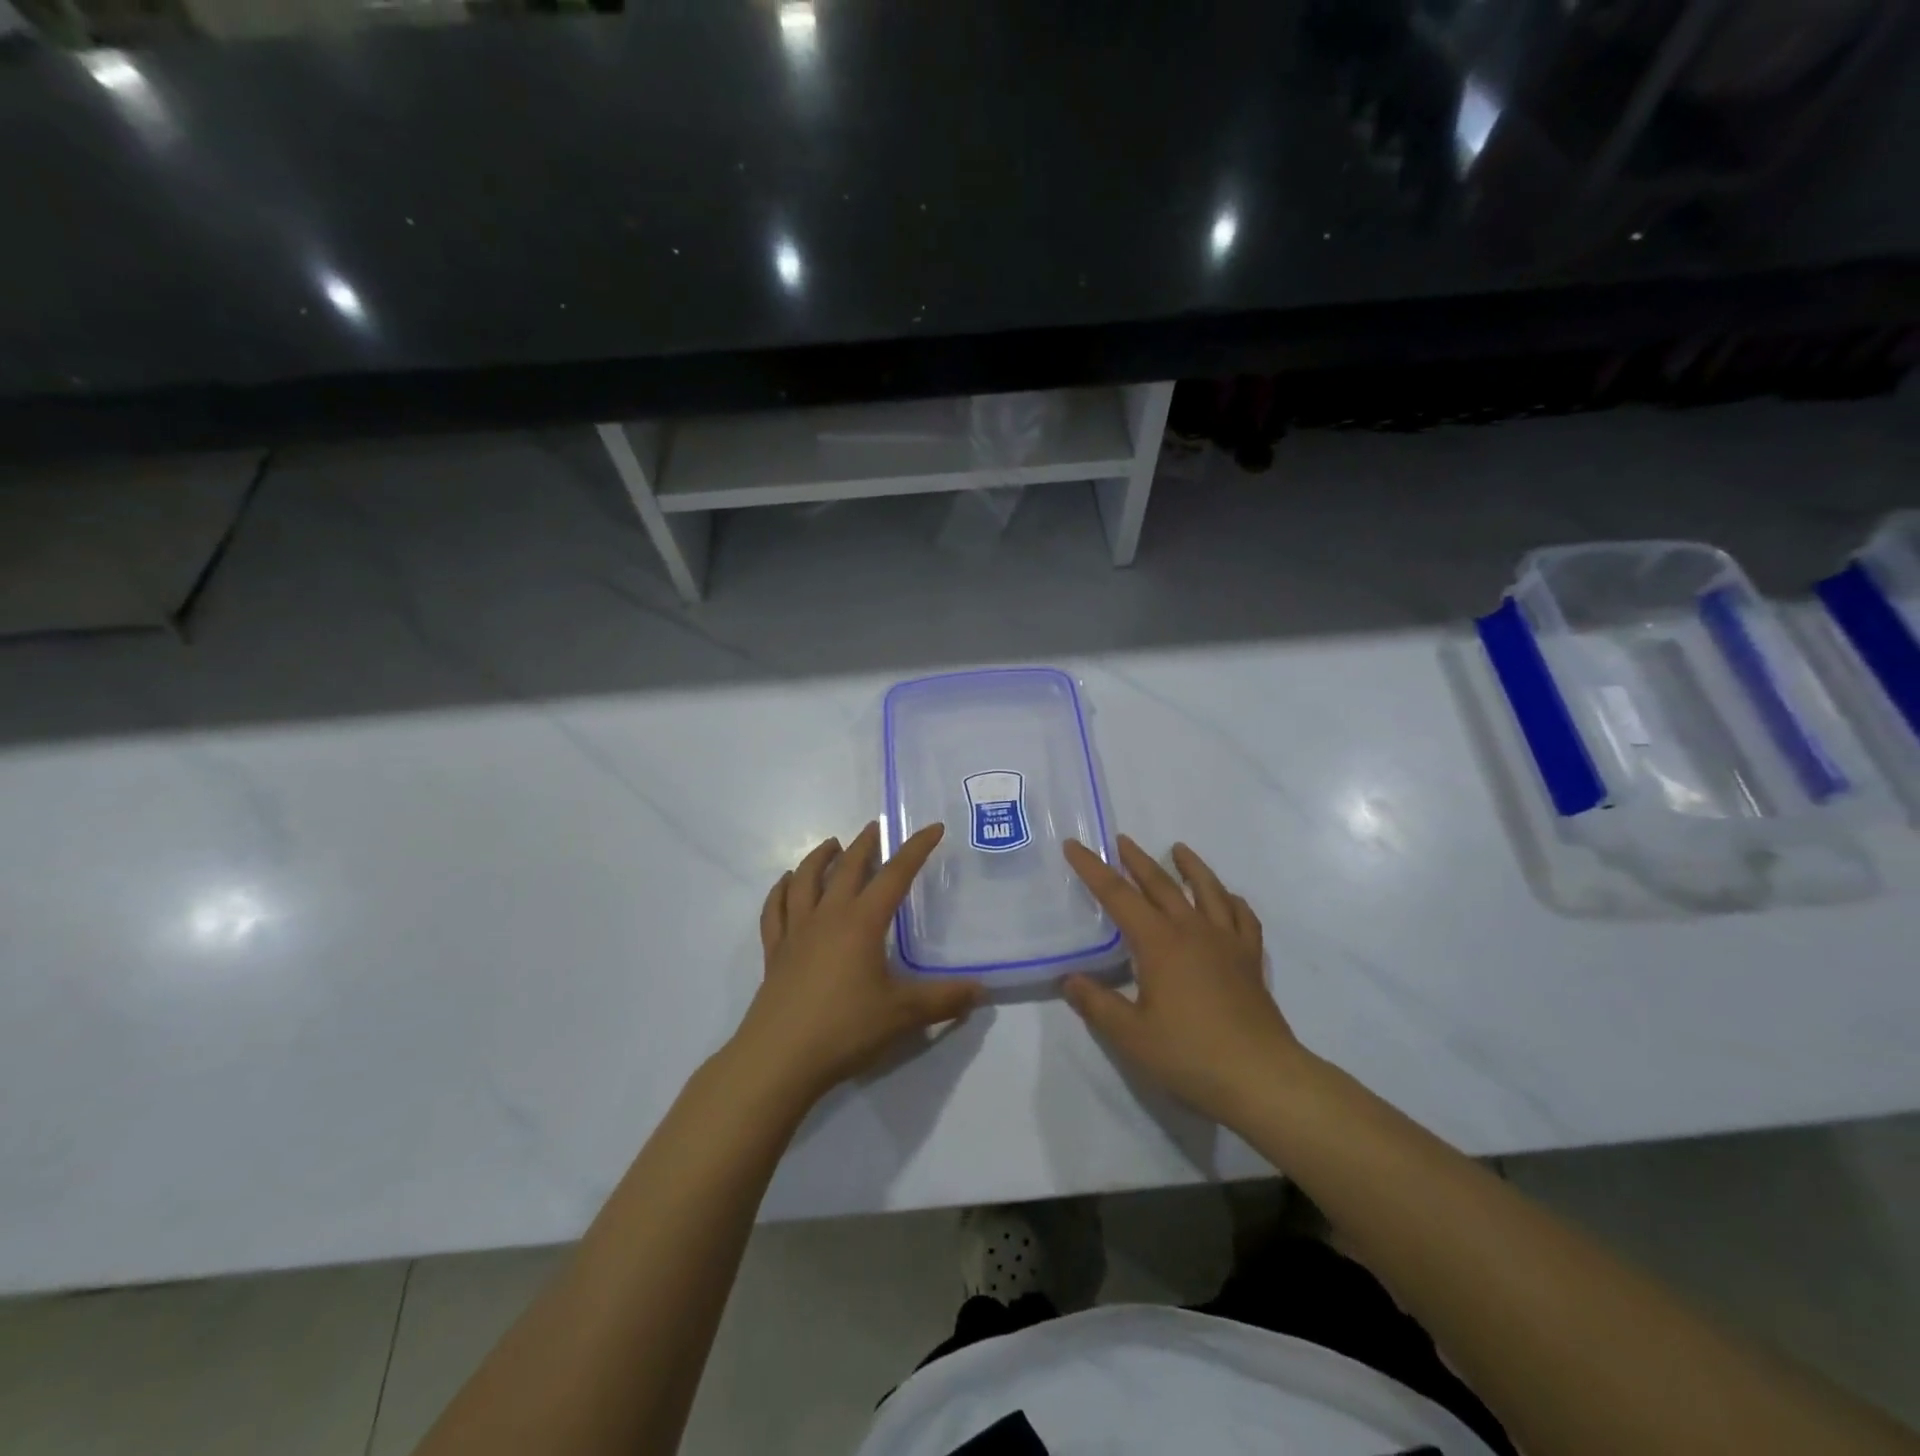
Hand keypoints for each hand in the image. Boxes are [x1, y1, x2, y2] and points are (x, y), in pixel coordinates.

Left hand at [731, 821, 980, 1107]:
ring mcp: (796, 932)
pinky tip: (786, 883)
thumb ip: (943, 1000)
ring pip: (805, 880)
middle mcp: (828, 916)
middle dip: (864, 844)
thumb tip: (980, 990)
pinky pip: (774, 910)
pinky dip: (780, 890)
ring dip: (819, 857)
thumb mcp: (903, 1015)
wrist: (779, 1058)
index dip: (916, 849)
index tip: (932, 828)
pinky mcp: (775, 952)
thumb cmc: (845, 1029)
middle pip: (847, 868)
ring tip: (831, 844)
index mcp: (862, 923)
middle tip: (875, 828)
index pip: (895, 875)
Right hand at [1062, 836, 1301, 1124]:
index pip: (1118, 895)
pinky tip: (1228, 898)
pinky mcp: (1250, 960)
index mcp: (1159, 942)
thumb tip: (1069, 979)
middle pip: (1161, 884)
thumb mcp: (1130, 1035)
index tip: (1075, 846)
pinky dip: (1232, 901)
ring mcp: (1227, 943)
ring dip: (1190, 866)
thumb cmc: (1190, 1054)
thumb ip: (1097, 1004)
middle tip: (1121, 840)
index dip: (1093, 869)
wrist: (1261, 1077)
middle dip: (1137, 860)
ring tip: (1179, 849)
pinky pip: (1243, 918)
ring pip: (1207, 890)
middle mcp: (1193, 931)